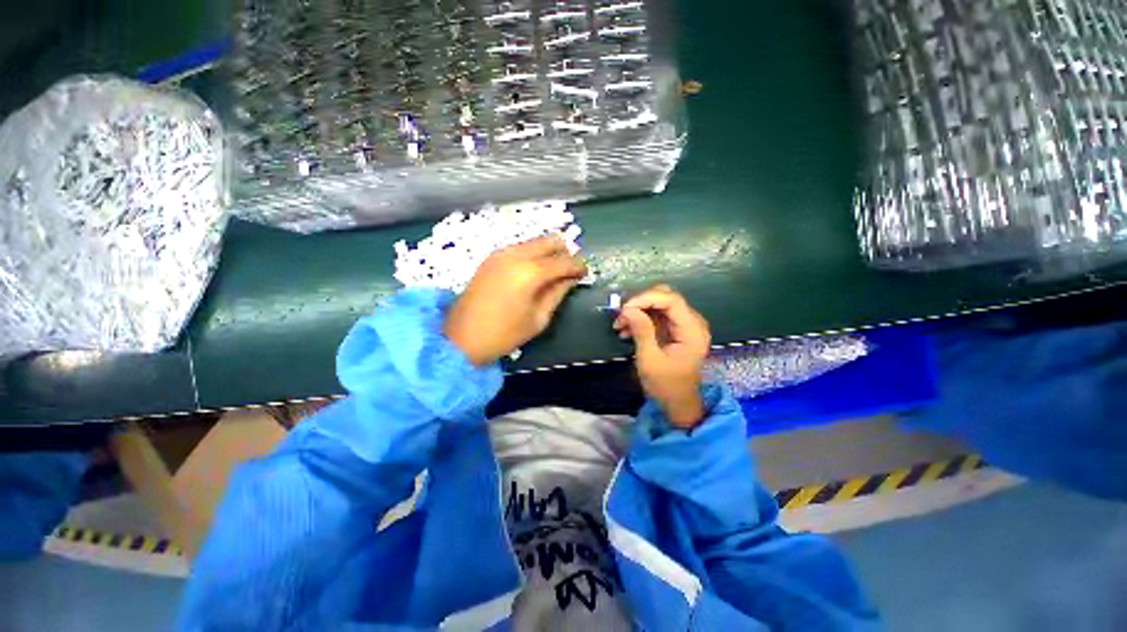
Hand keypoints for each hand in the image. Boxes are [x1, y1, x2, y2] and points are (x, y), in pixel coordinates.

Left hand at [445, 236, 586, 365]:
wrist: (461, 338)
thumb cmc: (504, 334)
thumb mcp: (538, 318)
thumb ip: (557, 293)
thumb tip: (571, 279)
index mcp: (530, 272)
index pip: (564, 261)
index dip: (578, 266)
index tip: (585, 273)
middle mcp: (516, 255)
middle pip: (550, 240)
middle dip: (564, 252)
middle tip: (569, 270)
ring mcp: (500, 253)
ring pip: (534, 241)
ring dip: (547, 252)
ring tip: (552, 273)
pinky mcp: (490, 258)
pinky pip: (519, 247)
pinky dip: (531, 254)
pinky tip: (532, 272)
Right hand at [613, 285, 710, 428]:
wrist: (678, 404)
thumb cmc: (666, 386)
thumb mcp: (650, 360)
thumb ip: (641, 331)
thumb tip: (628, 309)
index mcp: (692, 330)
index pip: (671, 300)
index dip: (646, 298)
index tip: (625, 309)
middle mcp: (692, 322)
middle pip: (666, 297)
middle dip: (640, 303)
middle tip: (621, 316)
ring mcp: (684, 325)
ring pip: (659, 304)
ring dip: (638, 311)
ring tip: (620, 326)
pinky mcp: (676, 330)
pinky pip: (657, 315)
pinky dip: (641, 319)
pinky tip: (627, 331)